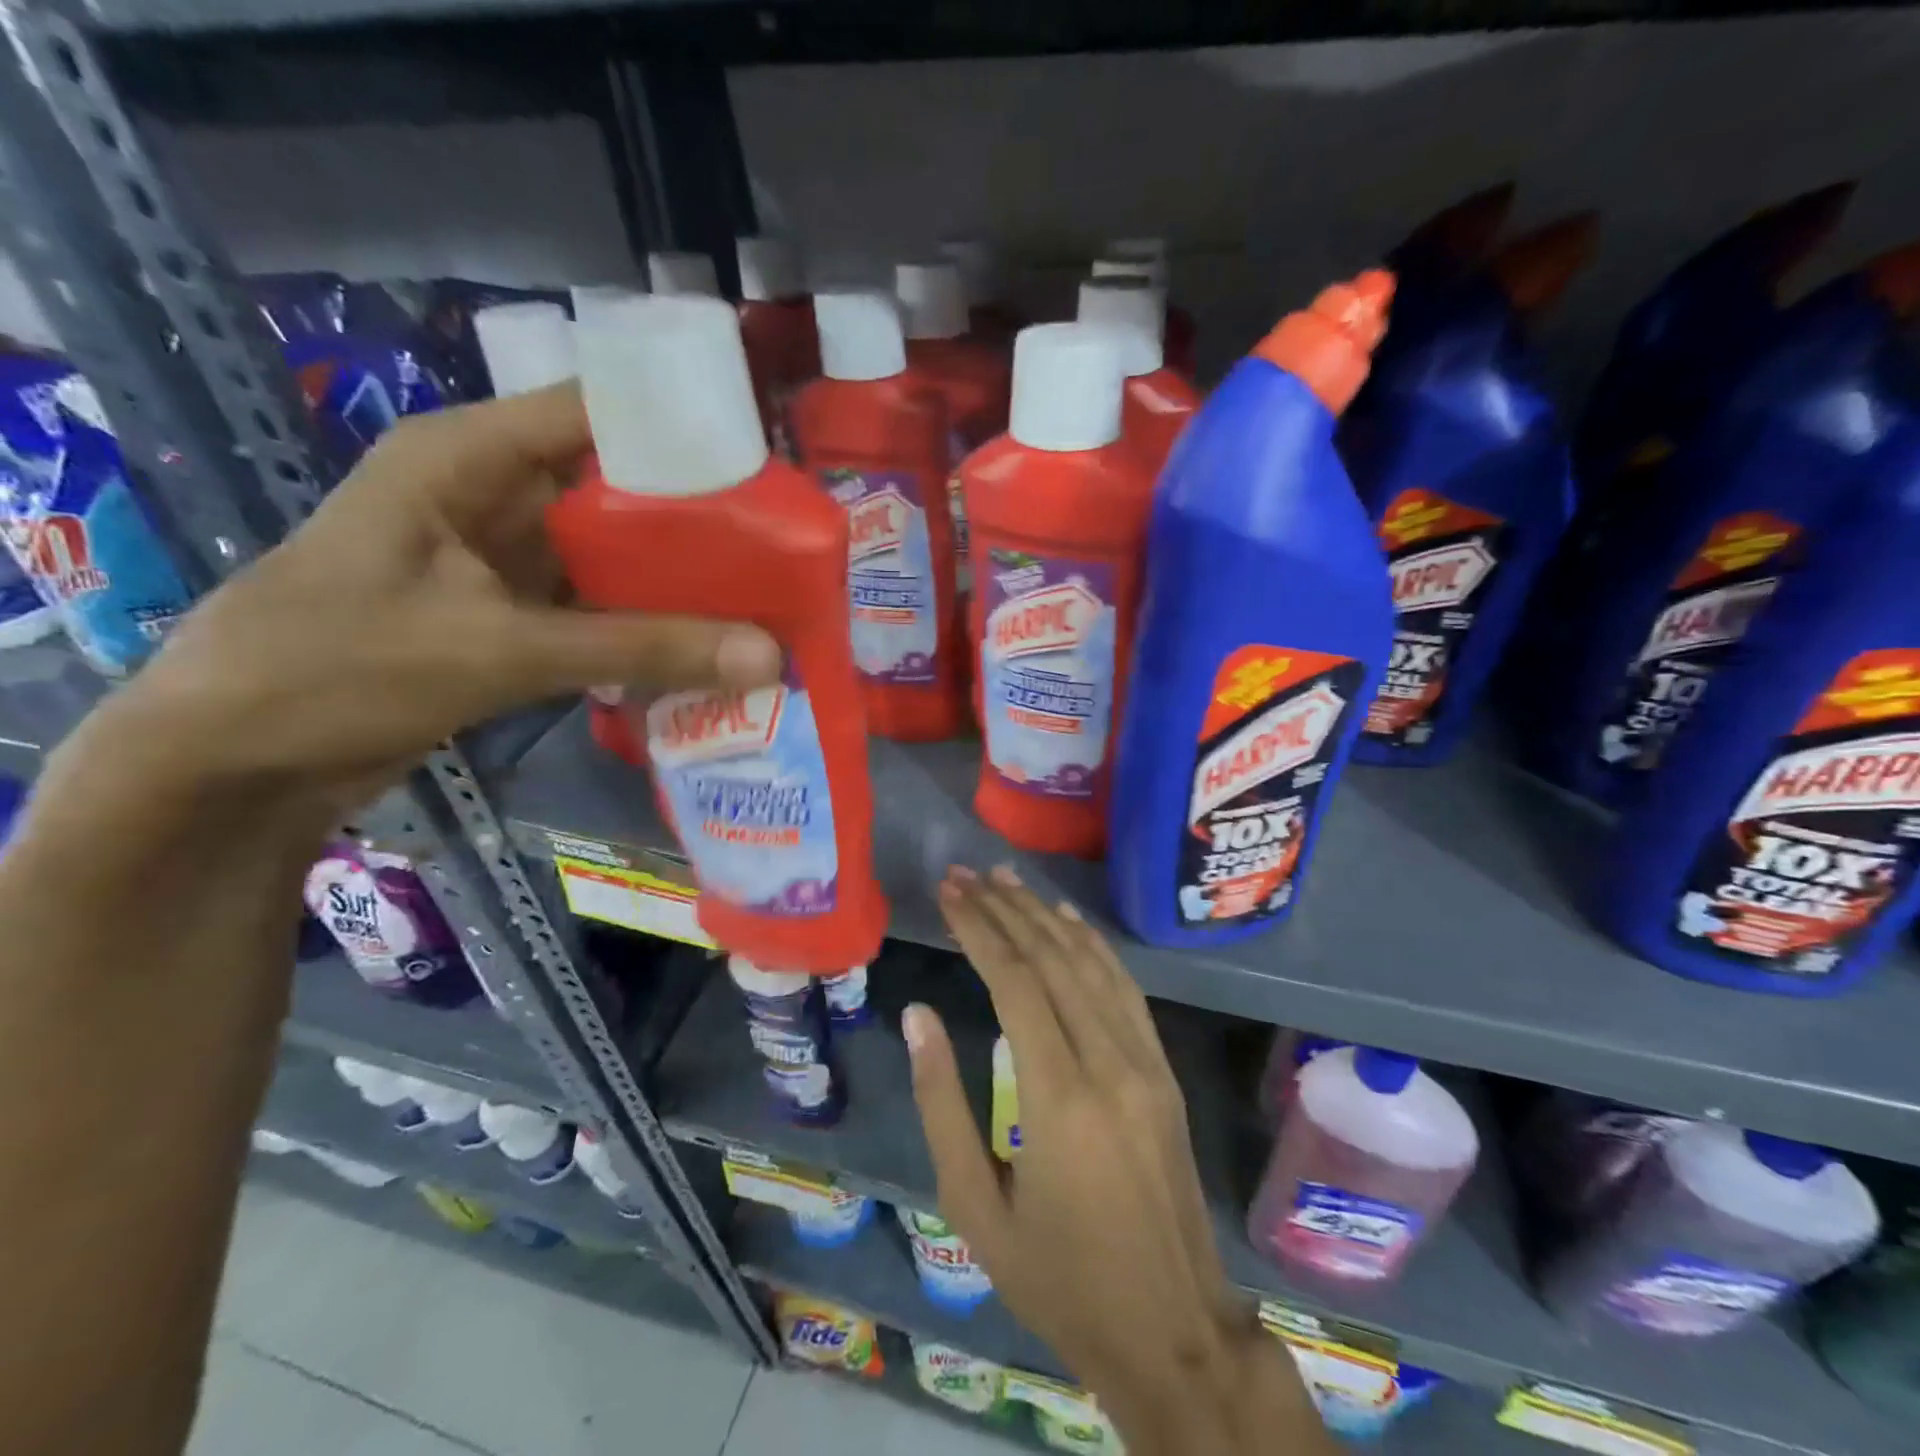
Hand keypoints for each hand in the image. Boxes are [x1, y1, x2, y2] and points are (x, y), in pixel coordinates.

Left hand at [110, 383, 781, 809]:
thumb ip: (639, 649)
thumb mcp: (500, 650)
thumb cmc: (339, 667)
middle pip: (618, 488)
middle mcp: (495, 494)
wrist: (234, 758)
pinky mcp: (509, 615)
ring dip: (677, 580)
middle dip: (698, 519)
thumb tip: (768, 658)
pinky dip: (644, 627)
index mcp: (472, 457)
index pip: (599, 412)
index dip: (683, 430)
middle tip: (784, 549)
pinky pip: (596, 608)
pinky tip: (703, 645)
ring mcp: (502, 559)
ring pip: (612, 554)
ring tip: (763, 597)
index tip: (768, 468)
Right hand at [905, 867, 1324, 1453]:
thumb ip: (942, 1103)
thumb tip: (919, 1016)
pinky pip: (1125, 990)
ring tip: (1007, 879)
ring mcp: (1145, 1063)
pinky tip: (1068, 920)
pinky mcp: (1163, 1072)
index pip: (1015, 982)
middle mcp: (1109, 1063)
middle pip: (1053, 959)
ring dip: (1046, 915)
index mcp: (1059, 1098)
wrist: (1172, 1331)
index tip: (949, 893)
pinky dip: (1094, 945)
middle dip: (1005, 909)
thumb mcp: (974, 1208)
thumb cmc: (1058, 1279)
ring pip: (1092, 964)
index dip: (980, 928)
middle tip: (966, 875)